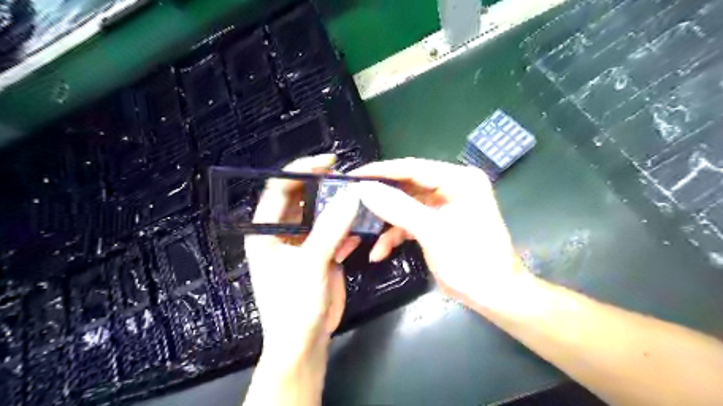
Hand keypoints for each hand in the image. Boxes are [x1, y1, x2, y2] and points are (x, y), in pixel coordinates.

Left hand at [247, 154, 361, 357]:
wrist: (305, 342)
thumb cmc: (295, 305)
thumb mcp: (311, 264)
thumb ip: (331, 228)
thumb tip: (352, 194)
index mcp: (266, 231)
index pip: (280, 188)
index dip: (302, 171)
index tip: (330, 163)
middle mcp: (282, 232)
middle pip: (303, 199)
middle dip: (325, 188)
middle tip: (350, 180)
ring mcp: (303, 243)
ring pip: (321, 215)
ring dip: (339, 208)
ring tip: (360, 200)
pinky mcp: (320, 254)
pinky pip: (334, 232)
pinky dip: (347, 229)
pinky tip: (360, 230)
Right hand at [352, 158, 529, 307]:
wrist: (495, 296)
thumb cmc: (472, 261)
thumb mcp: (433, 232)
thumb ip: (398, 208)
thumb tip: (364, 189)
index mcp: (459, 180)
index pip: (413, 168)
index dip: (381, 171)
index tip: (353, 176)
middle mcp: (452, 186)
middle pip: (407, 185)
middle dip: (380, 198)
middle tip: (351, 202)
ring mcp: (444, 205)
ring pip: (405, 205)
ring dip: (385, 221)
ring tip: (361, 230)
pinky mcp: (437, 222)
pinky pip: (410, 221)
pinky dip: (394, 234)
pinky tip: (379, 251)